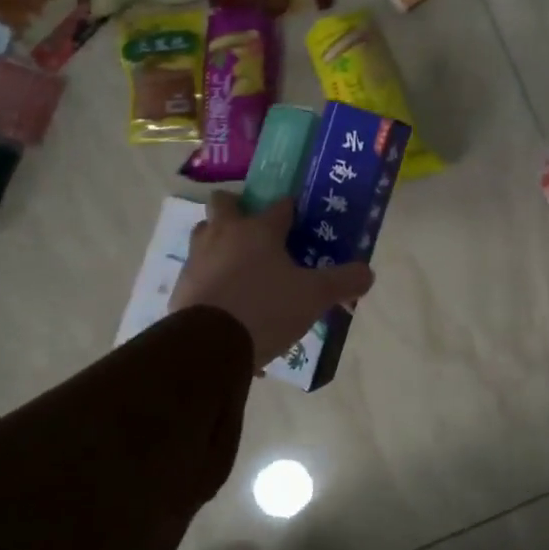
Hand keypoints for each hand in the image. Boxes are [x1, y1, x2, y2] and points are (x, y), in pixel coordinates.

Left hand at [172, 193, 373, 369]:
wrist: (209, 345)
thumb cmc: (266, 308)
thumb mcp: (315, 297)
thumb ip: (344, 281)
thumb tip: (367, 272)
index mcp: (258, 229)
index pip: (280, 205)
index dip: (292, 210)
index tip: (300, 220)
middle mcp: (224, 234)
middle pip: (224, 204)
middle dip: (238, 209)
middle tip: (257, 230)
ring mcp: (197, 259)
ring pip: (204, 235)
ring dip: (219, 242)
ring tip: (240, 266)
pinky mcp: (181, 287)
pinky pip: (198, 274)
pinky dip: (211, 281)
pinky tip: (227, 304)